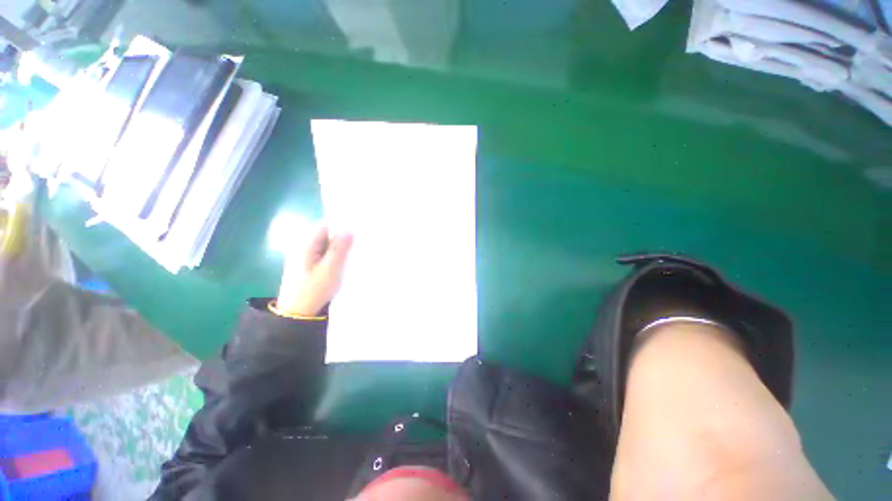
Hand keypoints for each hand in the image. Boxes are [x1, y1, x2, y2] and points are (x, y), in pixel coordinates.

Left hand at [276, 225, 352, 316]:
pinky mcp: (307, 265)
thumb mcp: (330, 269)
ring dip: (338, 248)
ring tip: (352, 253)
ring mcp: (304, 256)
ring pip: (325, 245)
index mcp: (305, 245)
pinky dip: (333, 256)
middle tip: (357, 244)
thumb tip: (348, 230)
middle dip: (341, 238)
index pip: (324, 225)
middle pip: (325, 235)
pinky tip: (343, 262)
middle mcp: (303, 247)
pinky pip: (323, 254)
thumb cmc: (313, 290)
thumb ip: (339, 249)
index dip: (340, 226)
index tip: (355, 232)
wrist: (297, 313)